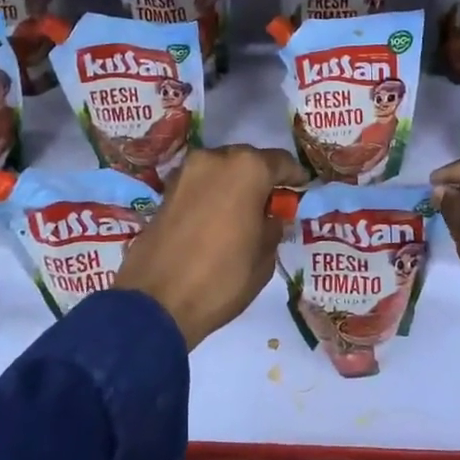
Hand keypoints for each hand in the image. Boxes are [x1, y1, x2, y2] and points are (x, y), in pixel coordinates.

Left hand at [117, 145, 308, 349]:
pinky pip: (199, 184)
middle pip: (247, 161)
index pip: (281, 162)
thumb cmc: (223, 277)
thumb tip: (271, 218)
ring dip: (234, 185)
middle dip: (261, 178)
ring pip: (221, 170)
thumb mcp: (264, 258)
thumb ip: (273, 228)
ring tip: (243, 212)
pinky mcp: (166, 190)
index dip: (294, 177)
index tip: (302, 189)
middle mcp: (215, 159)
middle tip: (271, 202)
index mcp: (248, 168)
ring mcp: (186, 172)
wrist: (157, 301)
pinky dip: (212, 195)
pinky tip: (218, 217)